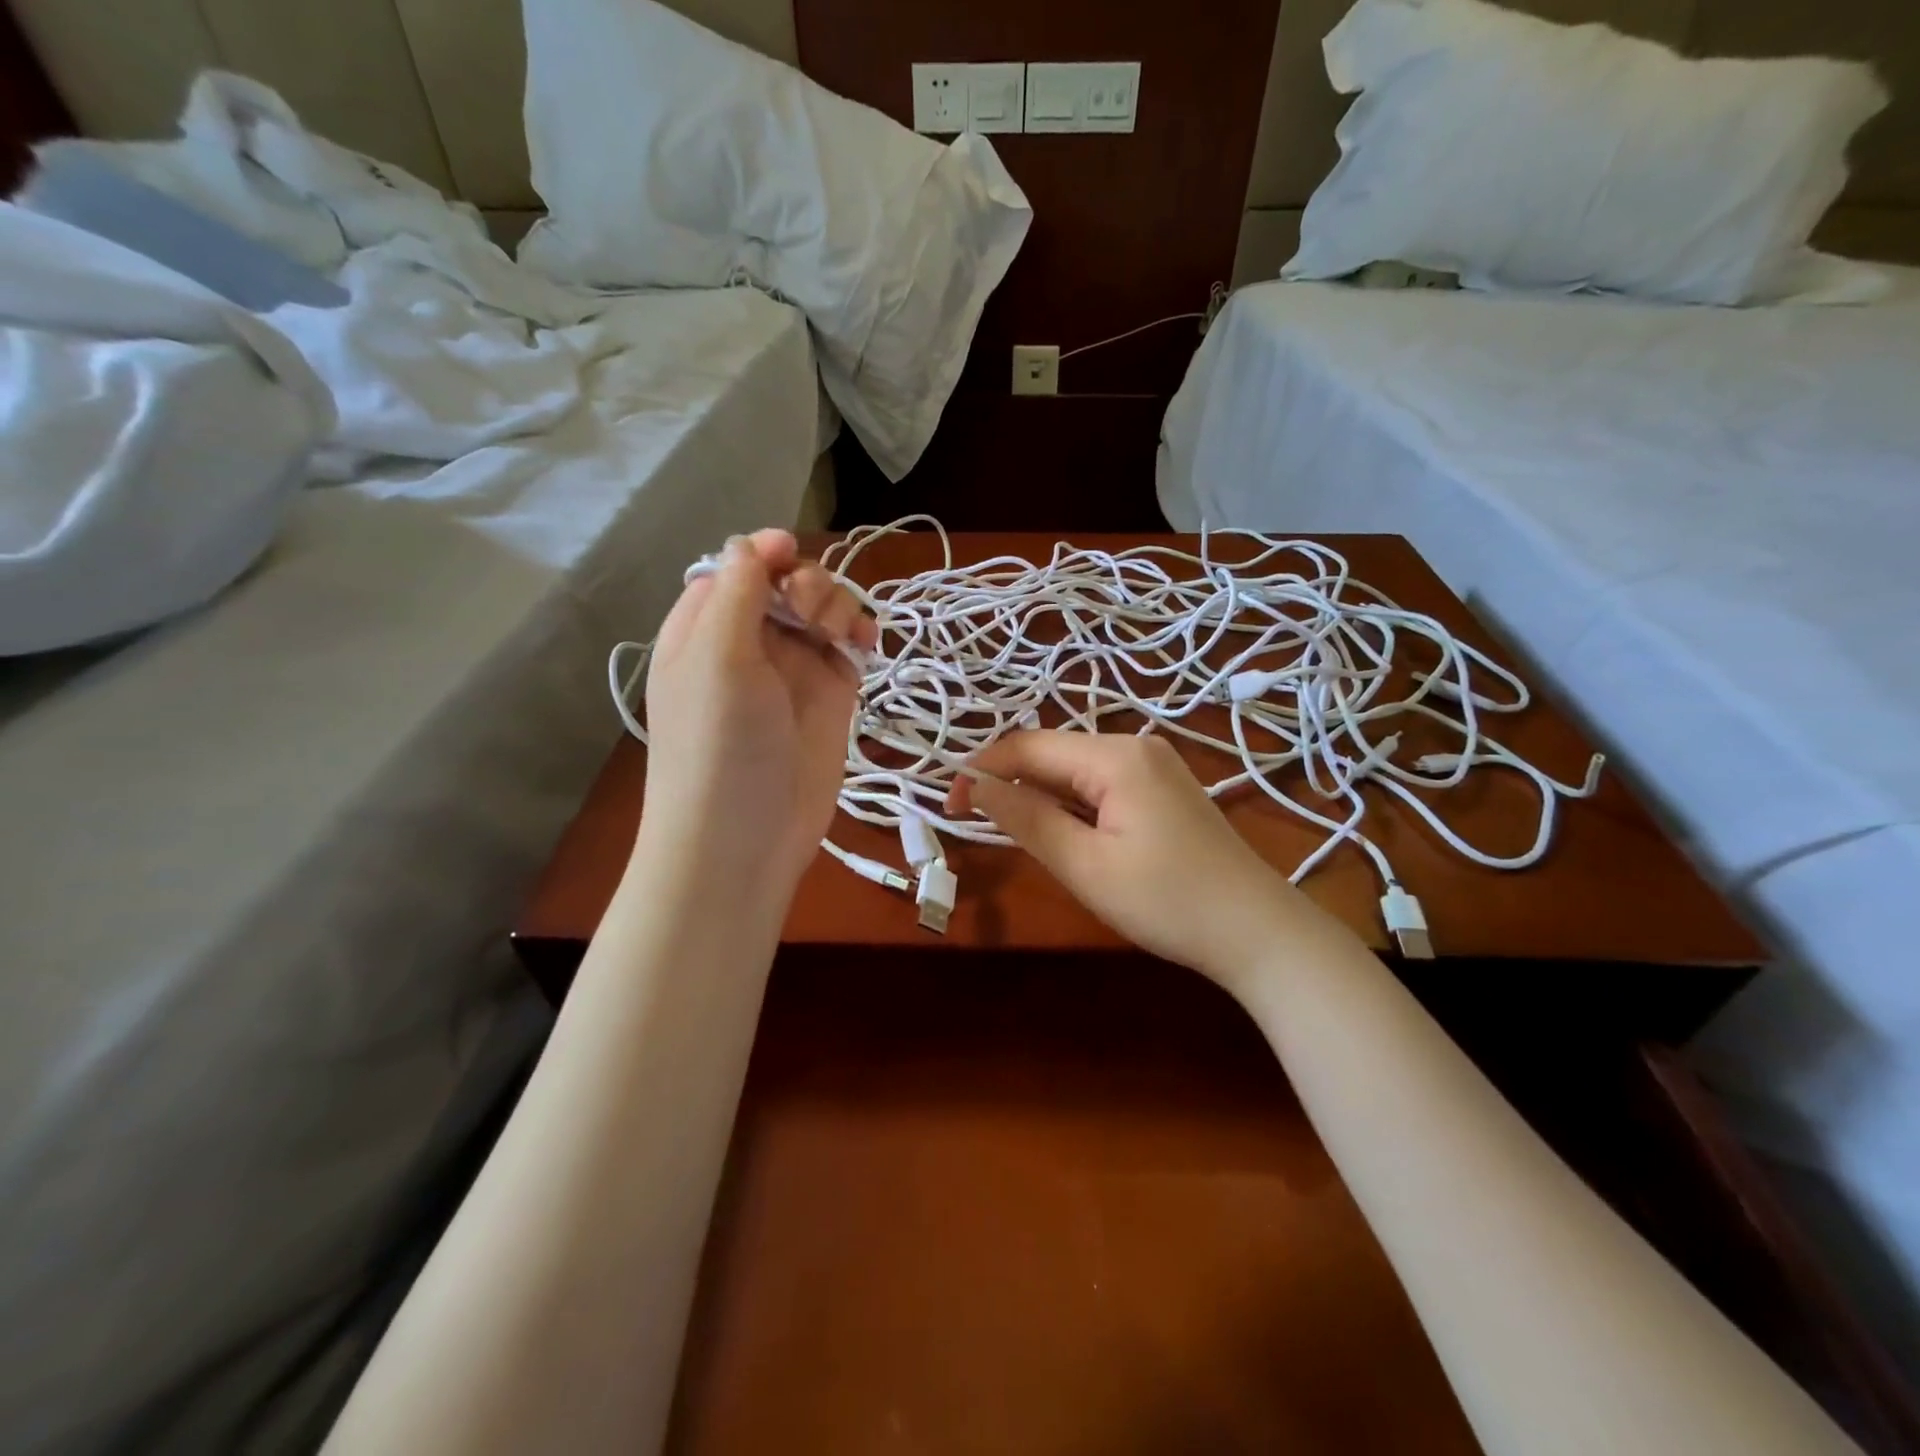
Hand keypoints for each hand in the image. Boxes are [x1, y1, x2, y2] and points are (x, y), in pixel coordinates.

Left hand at [638, 530, 874, 892]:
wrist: (745, 837)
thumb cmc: (719, 743)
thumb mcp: (717, 657)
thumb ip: (738, 591)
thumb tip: (757, 540)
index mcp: (705, 628)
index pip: (737, 568)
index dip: (766, 555)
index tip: (792, 555)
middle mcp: (749, 643)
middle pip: (786, 583)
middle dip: (807, 584)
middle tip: (811, 616)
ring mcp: (793, 670)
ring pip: (823, 610)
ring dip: (838, 606)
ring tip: (841, 635)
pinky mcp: (830, 696)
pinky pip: (849, 646)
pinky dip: (861, 633)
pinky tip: (867, 642)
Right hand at [947, 731, 1315, 993]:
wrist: (1258, 932)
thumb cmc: (1167, 901)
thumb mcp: (1085, 865)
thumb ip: (1026, 818)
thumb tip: (976, 786)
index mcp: (1115, 755)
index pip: (1028, 746)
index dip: (982, 770)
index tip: (949, 806)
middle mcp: (1135, 745)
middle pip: (1052, 753)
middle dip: (1009, 782)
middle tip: (975, 825)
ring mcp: (1154, 765)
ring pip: (1075, 769)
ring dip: (1038, 795)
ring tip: (1015, 834)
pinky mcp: (1164, 788)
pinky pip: (1101, 784)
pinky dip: (1071, 804)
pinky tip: (1064, 834)